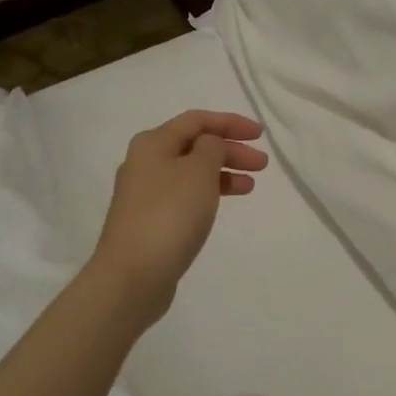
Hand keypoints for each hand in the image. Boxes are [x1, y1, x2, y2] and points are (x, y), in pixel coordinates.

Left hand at [89, 110, 267, 324]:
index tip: (260, 135)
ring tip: (251, 186)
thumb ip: (212, 147)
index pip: (197, 120)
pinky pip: (185, 195)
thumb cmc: (169, 214)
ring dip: (223, 173)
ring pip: (192, 172)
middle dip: (231, 150)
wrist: (133, 275)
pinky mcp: (150, 220)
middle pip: (195, 145)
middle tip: (262, 165)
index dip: (230, 122)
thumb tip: (209, 145)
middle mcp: (145, 163)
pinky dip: (209, 193)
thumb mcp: (199, 171)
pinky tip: (223, 204)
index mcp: (153, 143)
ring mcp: (145, 194)